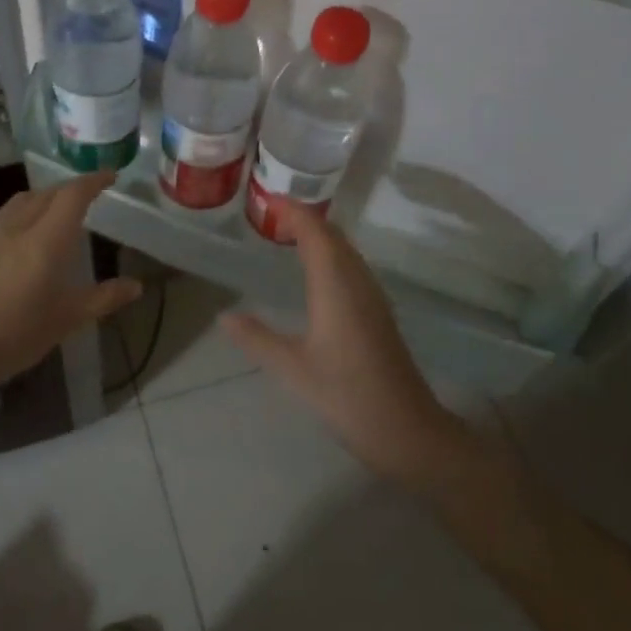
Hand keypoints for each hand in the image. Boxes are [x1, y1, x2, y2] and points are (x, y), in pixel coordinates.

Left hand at [0, 170, 141, 384]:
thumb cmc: (15, 335)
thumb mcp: (66, 320)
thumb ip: (103, 298)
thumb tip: (136, 286)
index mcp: (46, 240)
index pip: (73, 195)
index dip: (93, 181)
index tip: (110, 177)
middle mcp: (17, 226)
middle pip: (48, 192)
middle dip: (71, 189)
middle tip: (89, 197)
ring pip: (22, 200)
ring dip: (45, 198)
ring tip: (58, 213)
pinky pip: (4, 216)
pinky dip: (23, 213)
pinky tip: (25, 235)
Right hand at [223, 206, 468, 482]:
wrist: (406, 429)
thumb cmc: (345, 395)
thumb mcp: (292, 368)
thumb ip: (257, 338)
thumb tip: (223, 316)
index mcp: (335, 285)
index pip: (316, 232)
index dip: (294, 212)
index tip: (268, 202)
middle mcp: (357, 281)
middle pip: (333, 236)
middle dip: (305, 219)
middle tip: (272, 218)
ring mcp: (373, 296)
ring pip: (346, 251)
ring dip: (320, 237)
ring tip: (288, 238)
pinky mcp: (379, 312)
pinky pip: (353, 267)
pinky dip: (331, 255)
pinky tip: (316, 275)